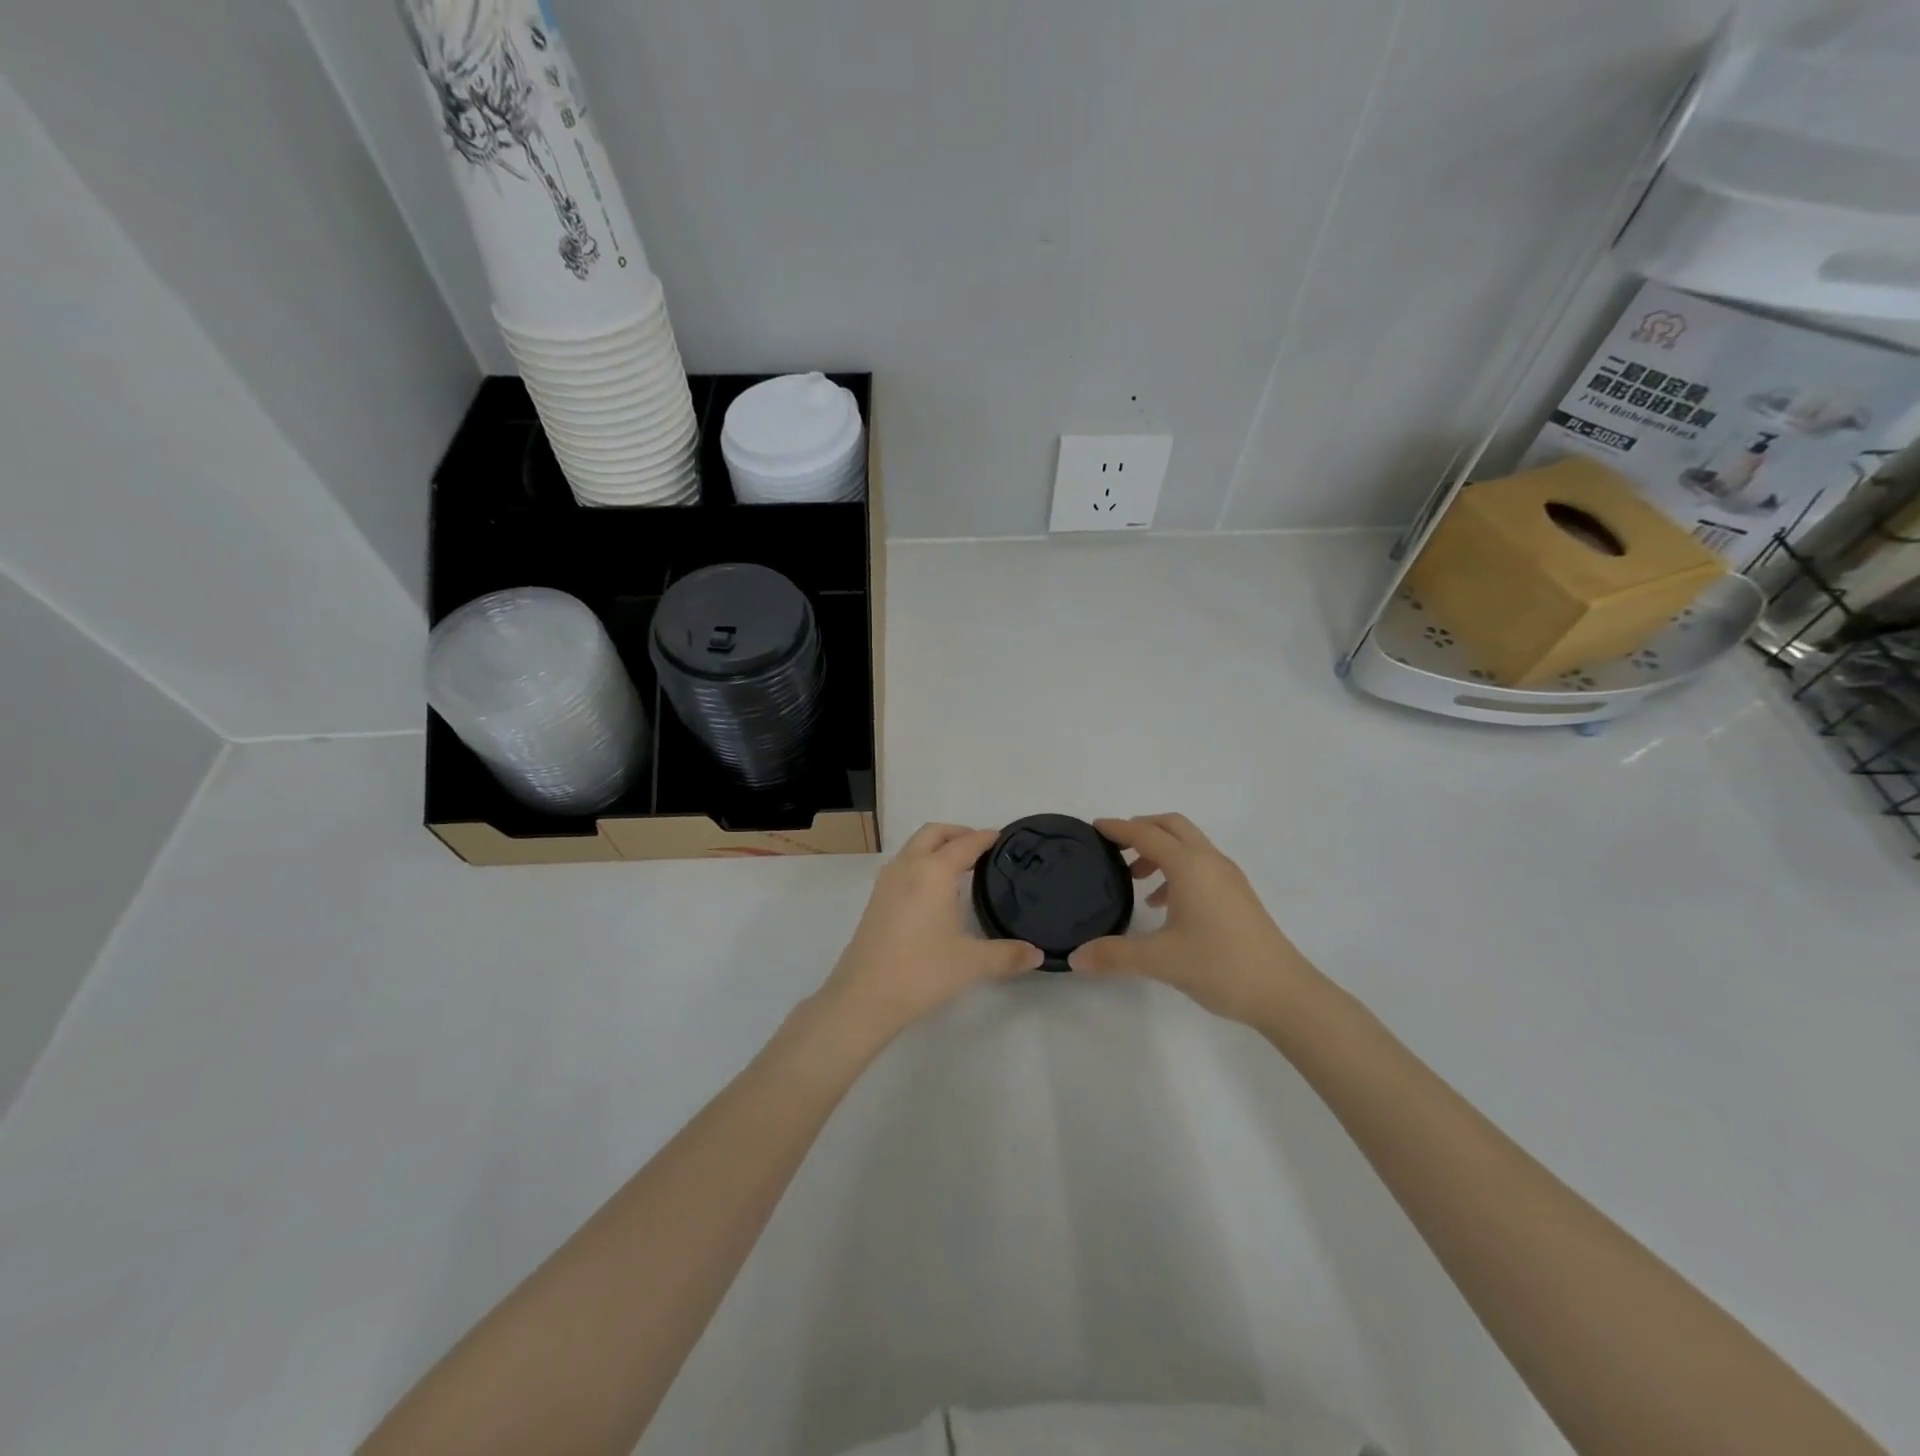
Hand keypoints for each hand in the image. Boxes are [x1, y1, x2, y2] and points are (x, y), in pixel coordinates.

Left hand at [814, 823, 1042, 1046]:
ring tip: (960, 867)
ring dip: (936, 846)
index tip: (1001, 838)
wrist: (864, 996)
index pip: (964, 844)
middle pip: (933, 834)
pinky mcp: (876, 900)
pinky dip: (921, 863)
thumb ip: (1007, 955)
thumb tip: (1037, 954)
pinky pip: (903, 865)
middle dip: (957, 833)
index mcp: (933, 872)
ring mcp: (887, 882)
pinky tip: (934, 891)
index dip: (984, 838)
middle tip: (980, 847)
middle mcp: (908, 867)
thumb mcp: (971, 963)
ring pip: (914, 847)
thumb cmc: (922, 971)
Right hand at [1068, 814, 1317, 1025]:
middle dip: (1142, 829)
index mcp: (1190, 866)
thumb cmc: (1219, 966)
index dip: (1118, 828)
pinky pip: (1201, 865)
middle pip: (1172, 826)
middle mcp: (1210, 862)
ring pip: (1189, 845)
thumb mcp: (1160, 961)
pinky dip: (1177, 870)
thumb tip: (1075, 958)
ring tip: (1136, 879)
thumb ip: (1114, 955)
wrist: (1283, 992)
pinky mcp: (1238, 895)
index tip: (1094, 827)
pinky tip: (1164, 904)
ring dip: (1160, 850)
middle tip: (1114, 847)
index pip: (1146, 834)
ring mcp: (1228, 877)